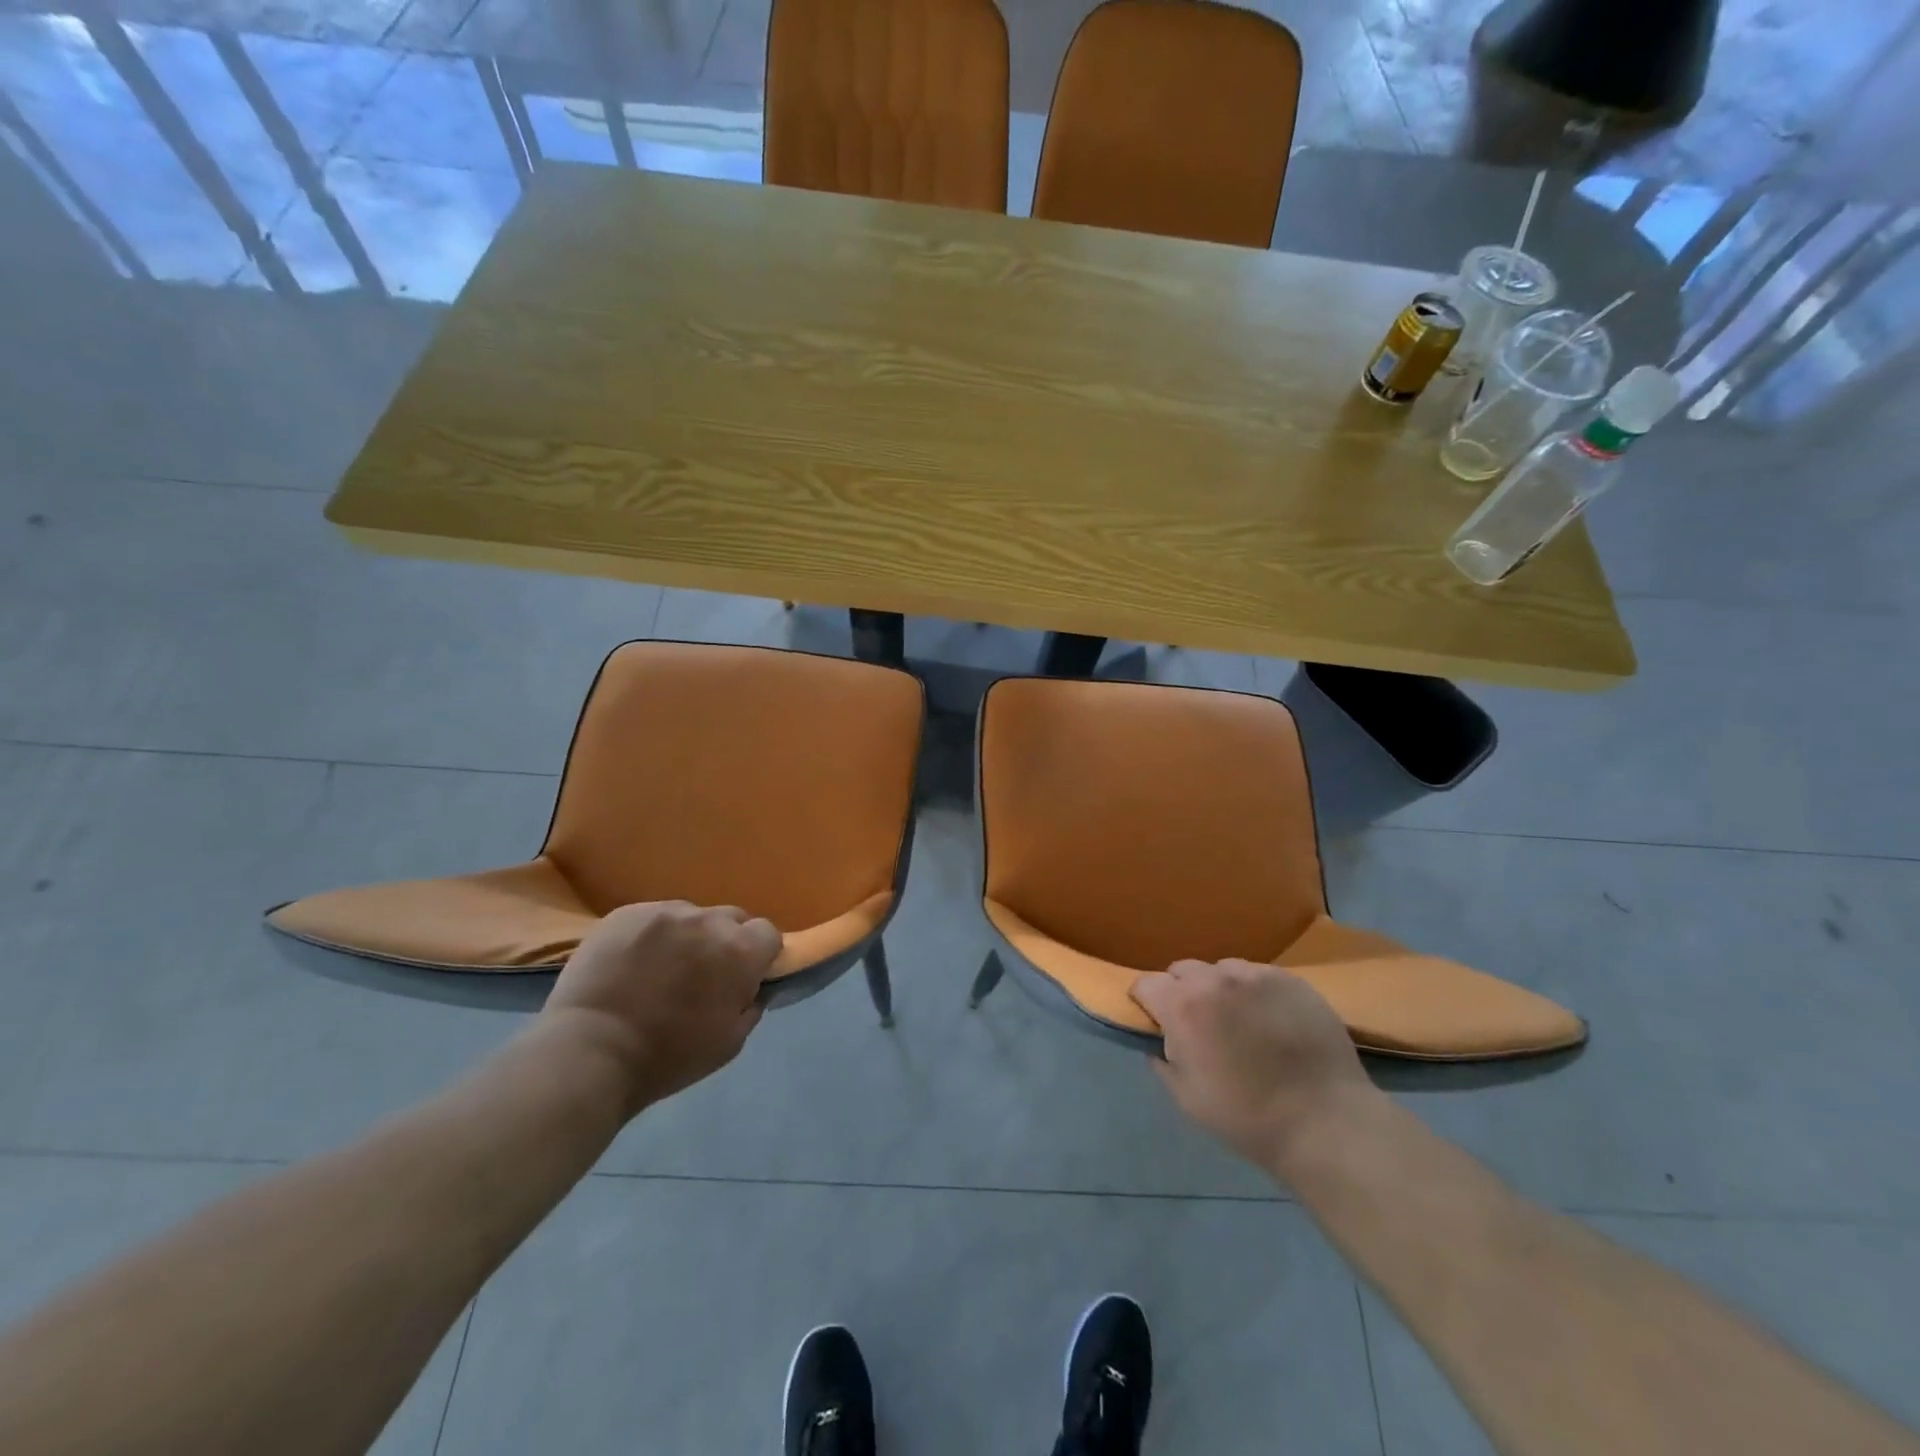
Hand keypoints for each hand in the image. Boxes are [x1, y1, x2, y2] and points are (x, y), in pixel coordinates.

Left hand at [542, 901, 779, 1114]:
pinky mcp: (627, 912)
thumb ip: (751, 1005)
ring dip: (688, 936)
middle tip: (704, 973)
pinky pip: (653, 917)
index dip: (760, 955)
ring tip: (662, 968)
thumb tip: (752, 987)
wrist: (589, 1053)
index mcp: (740, 951)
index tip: (745, 976)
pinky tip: (633, 963)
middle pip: (732, 918)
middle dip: (726, 941)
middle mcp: (708, 921)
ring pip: (691, 916)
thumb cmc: (667, 1058)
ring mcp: (665, 912)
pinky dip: (651, 936)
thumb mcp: (729, 1043)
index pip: (768, 933)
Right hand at [1131, 960, 1379, 1172]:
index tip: (1156, 1022)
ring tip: (1239, 1020)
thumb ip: (1163, 1061)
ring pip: (1222, 970)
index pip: (1146, 984)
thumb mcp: (1187, 1099)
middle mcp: (1215, 979)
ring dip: (1219, 989)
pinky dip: (1254, 993)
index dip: (1146, 1002)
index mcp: (1182, 1006)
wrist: (1326, 1123)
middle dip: (1182, 992)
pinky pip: (1258, 976)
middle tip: (1199, 1024)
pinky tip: (1271, 1021)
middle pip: (1182, 970)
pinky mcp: (1291, 980)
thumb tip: (1159, 1041)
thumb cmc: (1248, 1117)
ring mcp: (1256, 975)